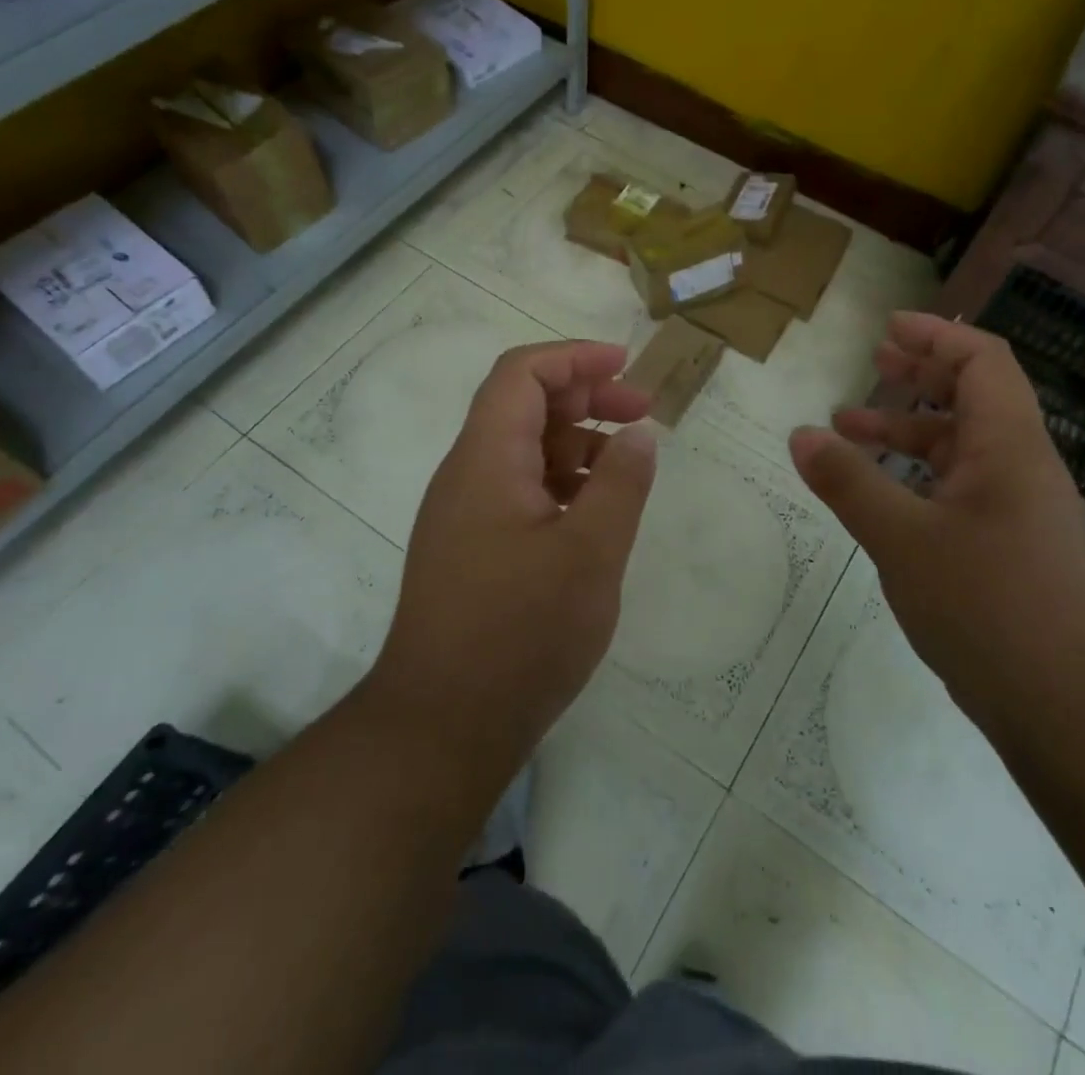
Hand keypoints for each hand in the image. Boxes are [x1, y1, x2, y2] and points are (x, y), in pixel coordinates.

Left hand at [364, 341, 658, 780]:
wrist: (442, 726)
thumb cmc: (520, 632)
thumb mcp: (590, 552)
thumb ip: (621, 483)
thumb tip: (638, 432)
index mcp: (487, 460)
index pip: (521, 374)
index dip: (574, 358)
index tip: (627, 367)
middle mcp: (467, 475)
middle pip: (523, 406)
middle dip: (585, 397)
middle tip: (642, 414)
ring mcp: (465, 514)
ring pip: (524, 450)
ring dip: (576, 442)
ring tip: (628, 465)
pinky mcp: (471, 548)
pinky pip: (519, 490)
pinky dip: (562, 482)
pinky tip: (596, 511)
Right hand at [789, 312, 1084, 734]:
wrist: (1074, 710)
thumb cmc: (990, 606)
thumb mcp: (902, 538)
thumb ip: (849, 482)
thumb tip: (801, 435)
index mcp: (1008, 446)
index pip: (982, 361)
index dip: (935, 337)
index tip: (887, 329)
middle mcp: (1021, 468)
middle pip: (974, 397)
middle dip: (920, 375)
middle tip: (872, 362)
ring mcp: (1020, 511)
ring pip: (963, 448)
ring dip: (910, 430)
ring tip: (850, 430)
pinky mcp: (1012, 550)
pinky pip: (962, 489)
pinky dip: (919, 476)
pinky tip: (883, 497)